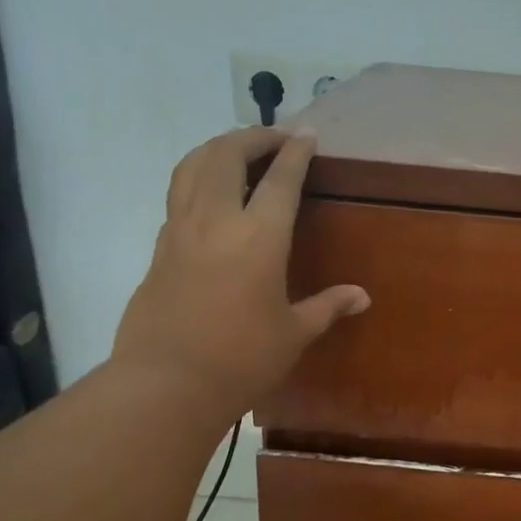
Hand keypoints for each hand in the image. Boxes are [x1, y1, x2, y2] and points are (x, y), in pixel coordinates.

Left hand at [111, 127, 369, 419]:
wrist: (167, 384)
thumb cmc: (241, 360)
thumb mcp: (293, 335)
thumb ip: (326, 307)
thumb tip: (361, 296)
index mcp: (259, 237)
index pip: (280, 179)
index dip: (296, 153)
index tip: (307, 136)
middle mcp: (216, 220)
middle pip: (227, 154)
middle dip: (252, 137)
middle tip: (274, 138)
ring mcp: (180, 231)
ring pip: (192, 166)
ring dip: (217, 148)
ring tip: (237, 152)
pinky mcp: (159, 248)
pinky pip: (178, 196)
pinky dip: (197, 179)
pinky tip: (209, 198)